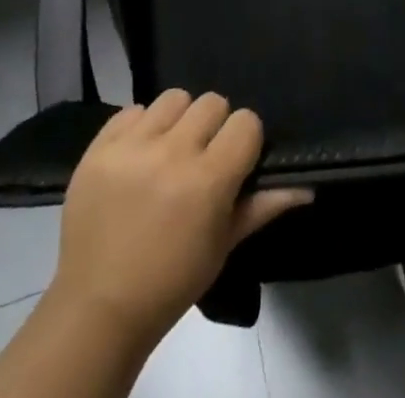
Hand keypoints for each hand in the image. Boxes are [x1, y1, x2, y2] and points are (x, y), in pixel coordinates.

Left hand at [49, 90, 311, 344]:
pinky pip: (133, 109)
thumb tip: (307, 186)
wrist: (98, 307)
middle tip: (202, 157)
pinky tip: (138, 155)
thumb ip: (263, 206)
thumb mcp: (222, 247)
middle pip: (211, 102)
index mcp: (207, 180)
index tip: (235, 161)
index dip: (244, 140)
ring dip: (178, 120)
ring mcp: (132, 147)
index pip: (245, 122)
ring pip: (173, 98)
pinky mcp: (100, 146)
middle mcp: (171, 153)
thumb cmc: (171, 281)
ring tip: (169, 151)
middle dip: (213, 126)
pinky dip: (140, 126)